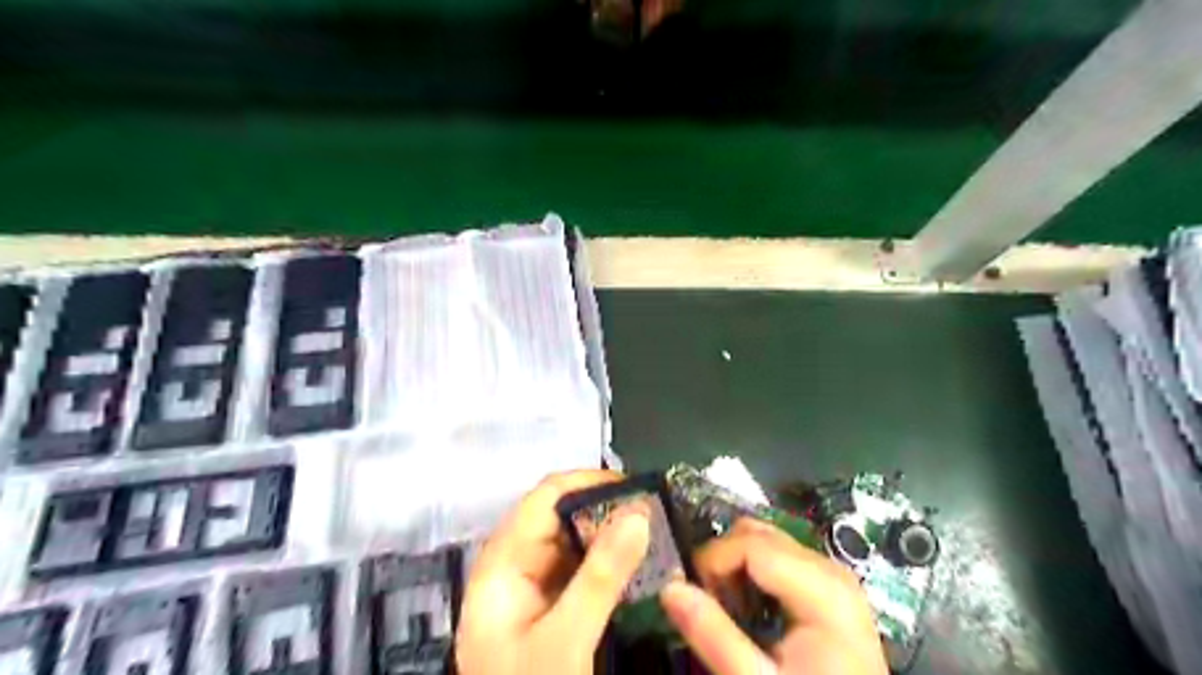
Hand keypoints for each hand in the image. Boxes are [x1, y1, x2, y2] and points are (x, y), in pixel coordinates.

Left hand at [460, 471, 648, 672]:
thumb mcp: (565, 640)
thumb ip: (601, 576)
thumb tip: (637, 512)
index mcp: (503, 562)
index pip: (545, 498)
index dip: (589, 483)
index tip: (636, 488)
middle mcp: (516, 565)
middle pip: (561, 517)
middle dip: (607, 510)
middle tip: (656, 514)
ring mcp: (533, 587)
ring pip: (575, 543)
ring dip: (612, 537)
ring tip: (655, 535)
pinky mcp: (550, 608)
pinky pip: (581, 571)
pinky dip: (609, 564)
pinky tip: (638, 567)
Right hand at [660, 520, 885, 671]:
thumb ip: (714, 636)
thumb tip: (668, 588)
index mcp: (822, 587)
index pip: (750, 543)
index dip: (711, 560)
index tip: (691, 594)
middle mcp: (830, 569)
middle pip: (758, 535)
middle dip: (723, 560)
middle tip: (709, 603)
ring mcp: (833, 574)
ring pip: (767, 541)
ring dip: (736, 565)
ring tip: (728, 609)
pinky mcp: (829, 585)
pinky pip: (780, 557)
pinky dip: (755, 572)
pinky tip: (752, 609)